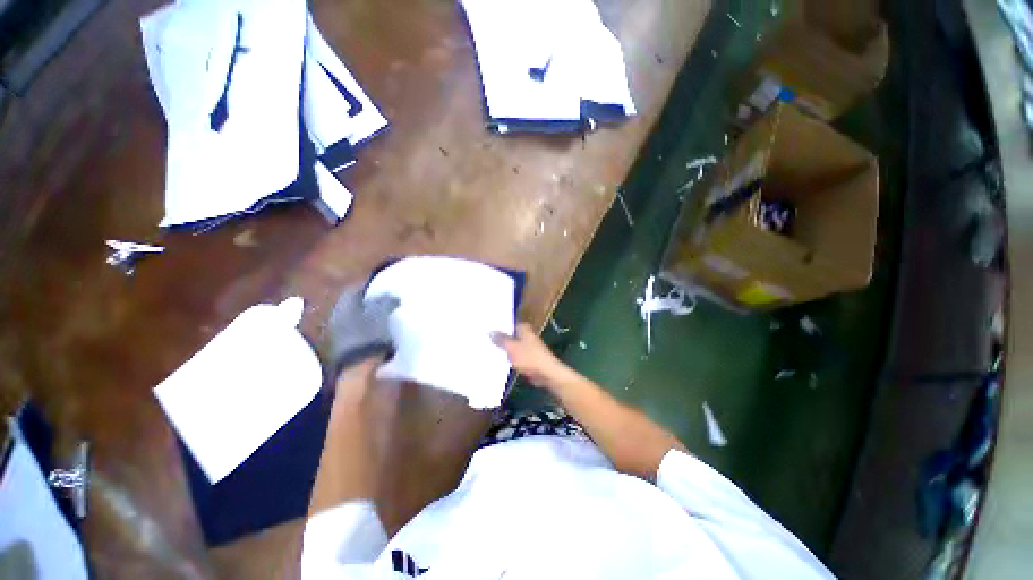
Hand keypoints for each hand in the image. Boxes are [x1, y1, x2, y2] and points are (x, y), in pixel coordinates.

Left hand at [325, 284, 399, 380]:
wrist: (356, 368)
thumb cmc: (370, 335)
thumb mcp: (382, 314)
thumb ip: (387, 302)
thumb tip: (392, 294)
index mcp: (345, 304)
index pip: (356, 289)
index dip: (369, 288)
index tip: (384, 289)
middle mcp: (337, 315)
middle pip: (353, 304)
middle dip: (368, 303)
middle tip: (385, 303)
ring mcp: (337, 332)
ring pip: (354, 318)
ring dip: (366, 317)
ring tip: (384, 319)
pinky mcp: (342, 347)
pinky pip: (355, 332)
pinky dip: (365, 330)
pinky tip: (377, 334)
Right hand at [492, 322, 571, 389]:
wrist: (547, 373)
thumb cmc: (530, 357)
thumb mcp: (512, 347)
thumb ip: (501, 339)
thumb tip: (490, 331)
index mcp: (525, 329)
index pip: (510, 323)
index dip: (500, 325)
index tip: (488, 328)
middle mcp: (528, 336)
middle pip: (512, 334)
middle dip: (501, 337)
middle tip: (486, 339)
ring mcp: (530, 347)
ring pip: (514, 346)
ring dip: (505, 349)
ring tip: (490, 349)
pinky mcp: (530, 359)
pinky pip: (517, 356)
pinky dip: (511, 358)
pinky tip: (501, 361)